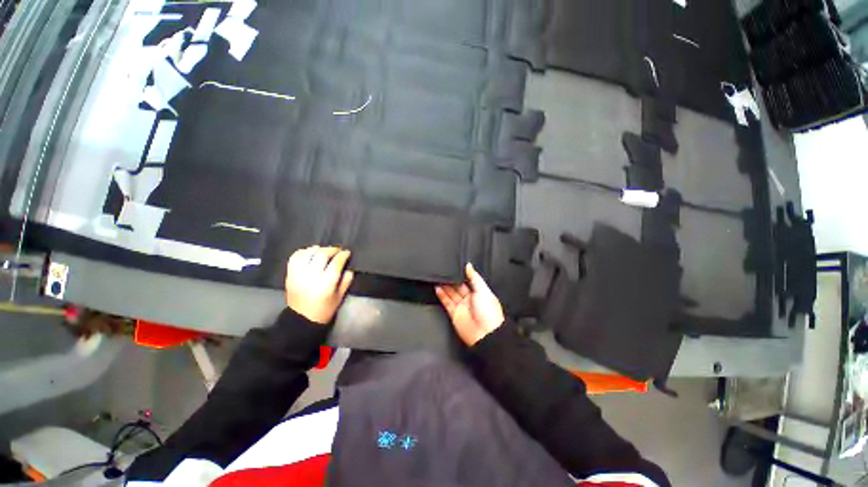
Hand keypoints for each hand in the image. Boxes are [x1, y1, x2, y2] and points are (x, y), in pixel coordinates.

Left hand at [285, 246, 353, 323]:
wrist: (301, 319)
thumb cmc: (324, 310)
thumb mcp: (339, 297)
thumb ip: (345, 282)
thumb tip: (349, 270)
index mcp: (326, 283)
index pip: (336, 262)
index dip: (343, 255)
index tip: (347, 253)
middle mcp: (312, 276)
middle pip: (322, 255)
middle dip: (332, 249)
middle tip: (337, 250)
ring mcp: (299, 274)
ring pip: (308, 254)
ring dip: (317, 249)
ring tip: (323, 250)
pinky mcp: (290, 275)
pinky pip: (294, 258)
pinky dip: (303, 252)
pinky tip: (309, 252)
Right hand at [435, 263, 504, 345]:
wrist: (485, 335)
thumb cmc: (489, 312)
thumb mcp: (483, 290)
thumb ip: (474, 277)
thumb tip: (468, 265)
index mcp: (480, 292)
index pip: (468, 280)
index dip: (461, 274)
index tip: (454, 265)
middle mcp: (470, 298)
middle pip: (458, 286)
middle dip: (452, 279)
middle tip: (444, 271)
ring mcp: (462, 306)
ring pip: (451, 293)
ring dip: (445, 286)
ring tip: (438, 277)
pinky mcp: (454, 314)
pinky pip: (447, 302)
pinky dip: (441, 295)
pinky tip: (437, 287)